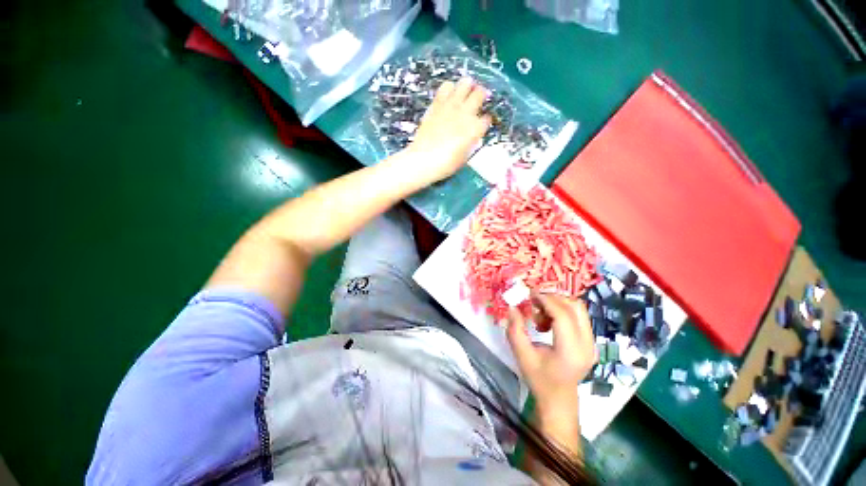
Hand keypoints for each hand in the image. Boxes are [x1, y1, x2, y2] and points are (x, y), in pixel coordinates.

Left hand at [407, 78, 490, 182]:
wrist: (423, 160)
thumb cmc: (446, 164)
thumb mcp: (464, 157)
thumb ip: (471, 142)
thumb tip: (472, 135)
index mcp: (475, 129)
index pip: (487, 118)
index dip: (486, 120)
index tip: (483, 123)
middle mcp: (466, 113)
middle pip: (480, 93)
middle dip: (482, 96)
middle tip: (479, 100)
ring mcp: (451, 106)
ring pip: (465, 83)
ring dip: (468, 87)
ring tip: (465, 93)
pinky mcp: (437, 104)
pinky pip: (446, 86)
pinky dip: (450, 88)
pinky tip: (449, 95)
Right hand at [506, 295, 596, 418]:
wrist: (558, 398)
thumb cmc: (539, 378)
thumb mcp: (522, 355)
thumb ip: (515, 330)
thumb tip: (512, 307)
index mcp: (570, 350)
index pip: (563, 315)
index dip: (546, 300)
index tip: (530, 295)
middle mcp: (587, 344)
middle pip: (574, 307)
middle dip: (552, 299)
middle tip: (533, 302)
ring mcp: (592, 342)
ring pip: (578, 309)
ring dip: (558, 304)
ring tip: (541, 315)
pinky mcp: (590, 341)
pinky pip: (578, 315)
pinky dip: (562, 311)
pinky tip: (549, 322)